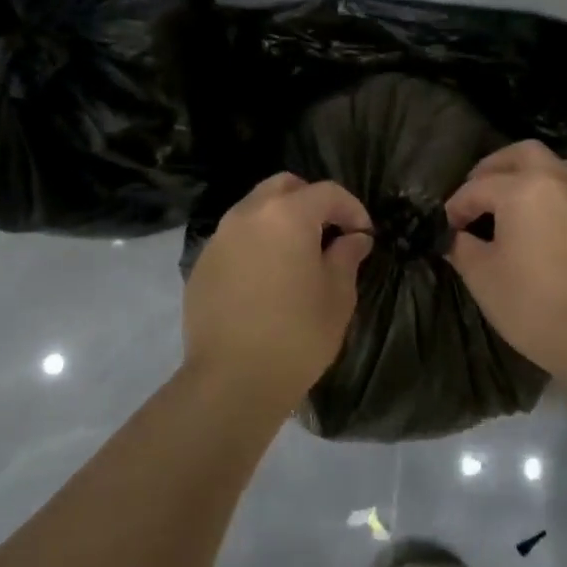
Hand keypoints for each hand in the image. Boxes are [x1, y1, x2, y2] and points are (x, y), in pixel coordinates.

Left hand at [184, 173, 373, 401]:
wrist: (232, 380)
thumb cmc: (297, 334)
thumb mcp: (337, 295)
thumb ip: (346, 256)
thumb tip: (353, 239)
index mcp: (287, 215)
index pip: (327, 193)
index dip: (352, 209)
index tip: (364, 236)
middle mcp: (248, 214)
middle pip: (284, 187)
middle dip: (312, 202)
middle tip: (330, 233)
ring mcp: (219, 238)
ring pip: (255, 209)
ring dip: (281, 221)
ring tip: (298, 256)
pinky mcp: (202, 264)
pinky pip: (236, 238)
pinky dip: (257, 244)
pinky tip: (267, 278)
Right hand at [444, 140, 566, 375]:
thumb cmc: (532, 302)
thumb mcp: (482, 276)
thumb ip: (463, 247)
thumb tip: (458, 238)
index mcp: (523, 188)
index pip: (478, 187)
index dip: (456, 206)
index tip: (446, 228)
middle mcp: (557, 180)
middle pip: (522, 154)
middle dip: (493, 168)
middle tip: (474, 193)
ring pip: (552, 166)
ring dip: (525, 174)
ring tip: (505, 202)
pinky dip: (545, 193)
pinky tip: (531, 221)